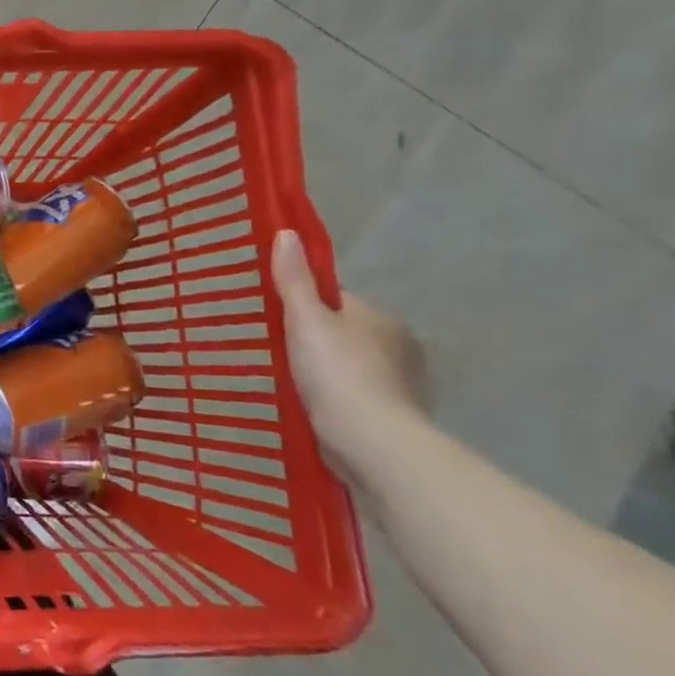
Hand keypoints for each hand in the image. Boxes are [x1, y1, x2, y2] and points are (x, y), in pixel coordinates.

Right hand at [271, 229, 426, 488]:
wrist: (371, 441)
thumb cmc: (336, 371)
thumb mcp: (305, 319)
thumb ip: (294, 280)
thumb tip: (286, 233)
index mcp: (381, 318)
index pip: (337, 301)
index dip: (305, 306)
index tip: (276, 319)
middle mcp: (398, 347)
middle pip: (344, 333)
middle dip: (316, 341)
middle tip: (275, 351)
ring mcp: (399, 385)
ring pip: (350, 367)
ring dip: (326, 373)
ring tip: (288, 382)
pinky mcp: (390, 417)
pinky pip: (353, 397)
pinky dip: (335, 399)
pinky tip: (311, 407)